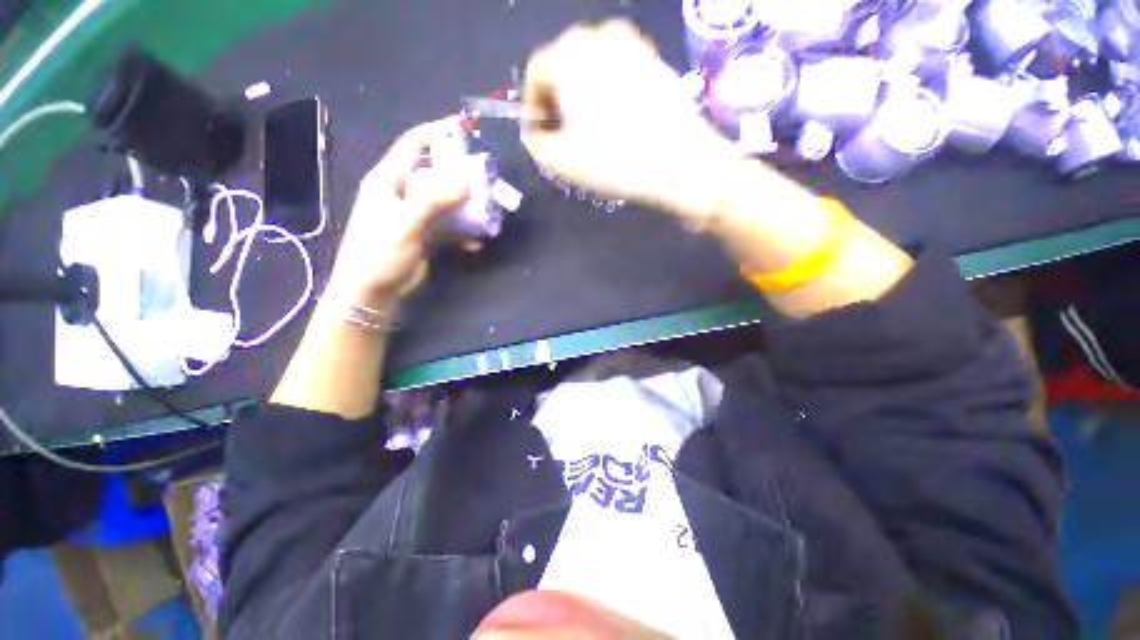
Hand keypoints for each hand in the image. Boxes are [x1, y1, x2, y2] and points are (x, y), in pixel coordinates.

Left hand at [327, 118, 469, 308]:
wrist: (370, 292)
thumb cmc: (379, 255)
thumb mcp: (405, 224)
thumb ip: (433, 201)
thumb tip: (467, 182)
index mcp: (388, 181)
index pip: (412, 145)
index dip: (436, 132)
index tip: (464, 127)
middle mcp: (400, 193)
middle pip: (434, 173)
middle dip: (460, 173)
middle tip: (486, 176)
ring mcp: (413, 215)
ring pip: (444, 201)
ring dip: (466, 206)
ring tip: (488, 211)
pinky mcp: (422, 234)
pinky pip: (447, 225)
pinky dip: (462, 232)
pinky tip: (475, 243)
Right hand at [523, 20, 739, 219]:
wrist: (680, 162)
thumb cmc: (613, 160)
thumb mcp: (560, 160)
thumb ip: (535, 143)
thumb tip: (535, 133)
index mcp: (568, 54)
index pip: (535, 72)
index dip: (531, 106)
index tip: (538, 135)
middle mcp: (599, 35)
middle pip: (564, 67)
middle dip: (557, 101)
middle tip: (563, 136)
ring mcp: (633, 43)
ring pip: (593, 69)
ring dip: (584, 97)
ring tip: (591, 132)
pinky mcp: (655, 60)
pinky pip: (619, 73)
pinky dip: (610, 94)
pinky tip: (618, 123)